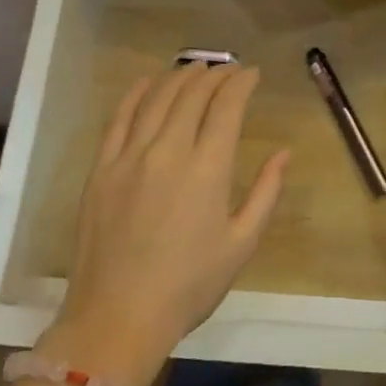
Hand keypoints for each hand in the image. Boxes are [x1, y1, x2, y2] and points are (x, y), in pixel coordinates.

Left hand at [43, 63, 287, 385]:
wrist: (117, 318)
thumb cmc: (188, 287)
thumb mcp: (241, 245)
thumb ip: (266, 193)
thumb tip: (283, 152)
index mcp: (207, 169)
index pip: (226, 107)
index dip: (241, 83)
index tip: (252, 74)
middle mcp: (168, 151)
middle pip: (192, 95)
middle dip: (215, 75)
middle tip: (228, 70)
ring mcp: (130, 156)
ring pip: (158, 99)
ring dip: (180, 77)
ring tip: (196, 68)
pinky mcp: (102, 168)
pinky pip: (119, 118)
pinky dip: (136, 93)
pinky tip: (149, 81)